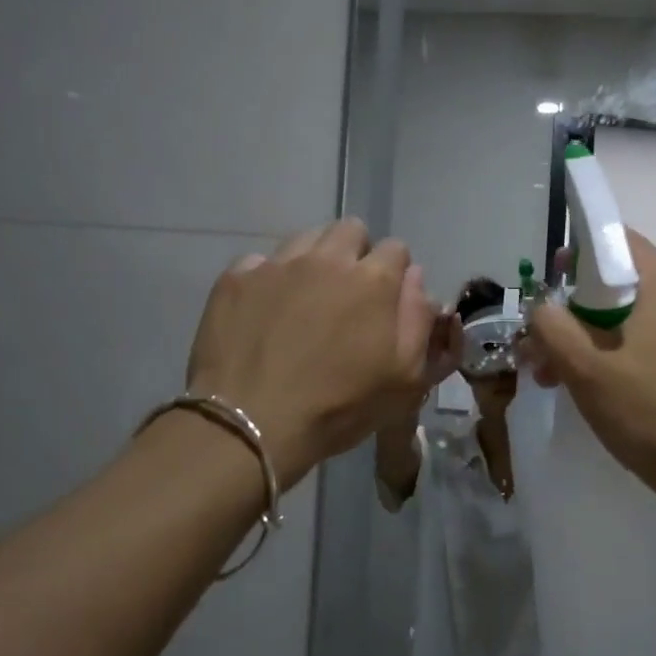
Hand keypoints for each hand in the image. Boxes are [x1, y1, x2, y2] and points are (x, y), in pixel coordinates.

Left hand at [185, 219, 437, 482]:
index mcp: (373, 280)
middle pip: (350, 230)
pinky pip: (261, 262)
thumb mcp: (406, 378)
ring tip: (306, 299)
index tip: (385, 302)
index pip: (396, 249)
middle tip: (347, 295)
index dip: (394, 274)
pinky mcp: (236, 279)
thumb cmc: (339, 407)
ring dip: (314, 260)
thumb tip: (415, 279)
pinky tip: (266, 311)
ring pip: (305, 238)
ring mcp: (277, 265)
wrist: (252, 424)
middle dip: (355, 254)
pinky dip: (269, 279)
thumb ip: (419, 320)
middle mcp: (326, 259)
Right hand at [521, 230, 655, 504]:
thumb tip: (541, 307)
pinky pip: (641, 342)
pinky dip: (609, 354)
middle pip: (618, 282)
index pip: (619, 241)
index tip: (547, 279)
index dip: (578, 253)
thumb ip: (554, 328)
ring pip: (626, 317)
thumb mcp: (587, 370)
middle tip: (539, 336)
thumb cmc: (650, 413)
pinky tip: (581, 386)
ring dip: (585, 336)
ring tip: (549, 372)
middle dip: (572, 307)